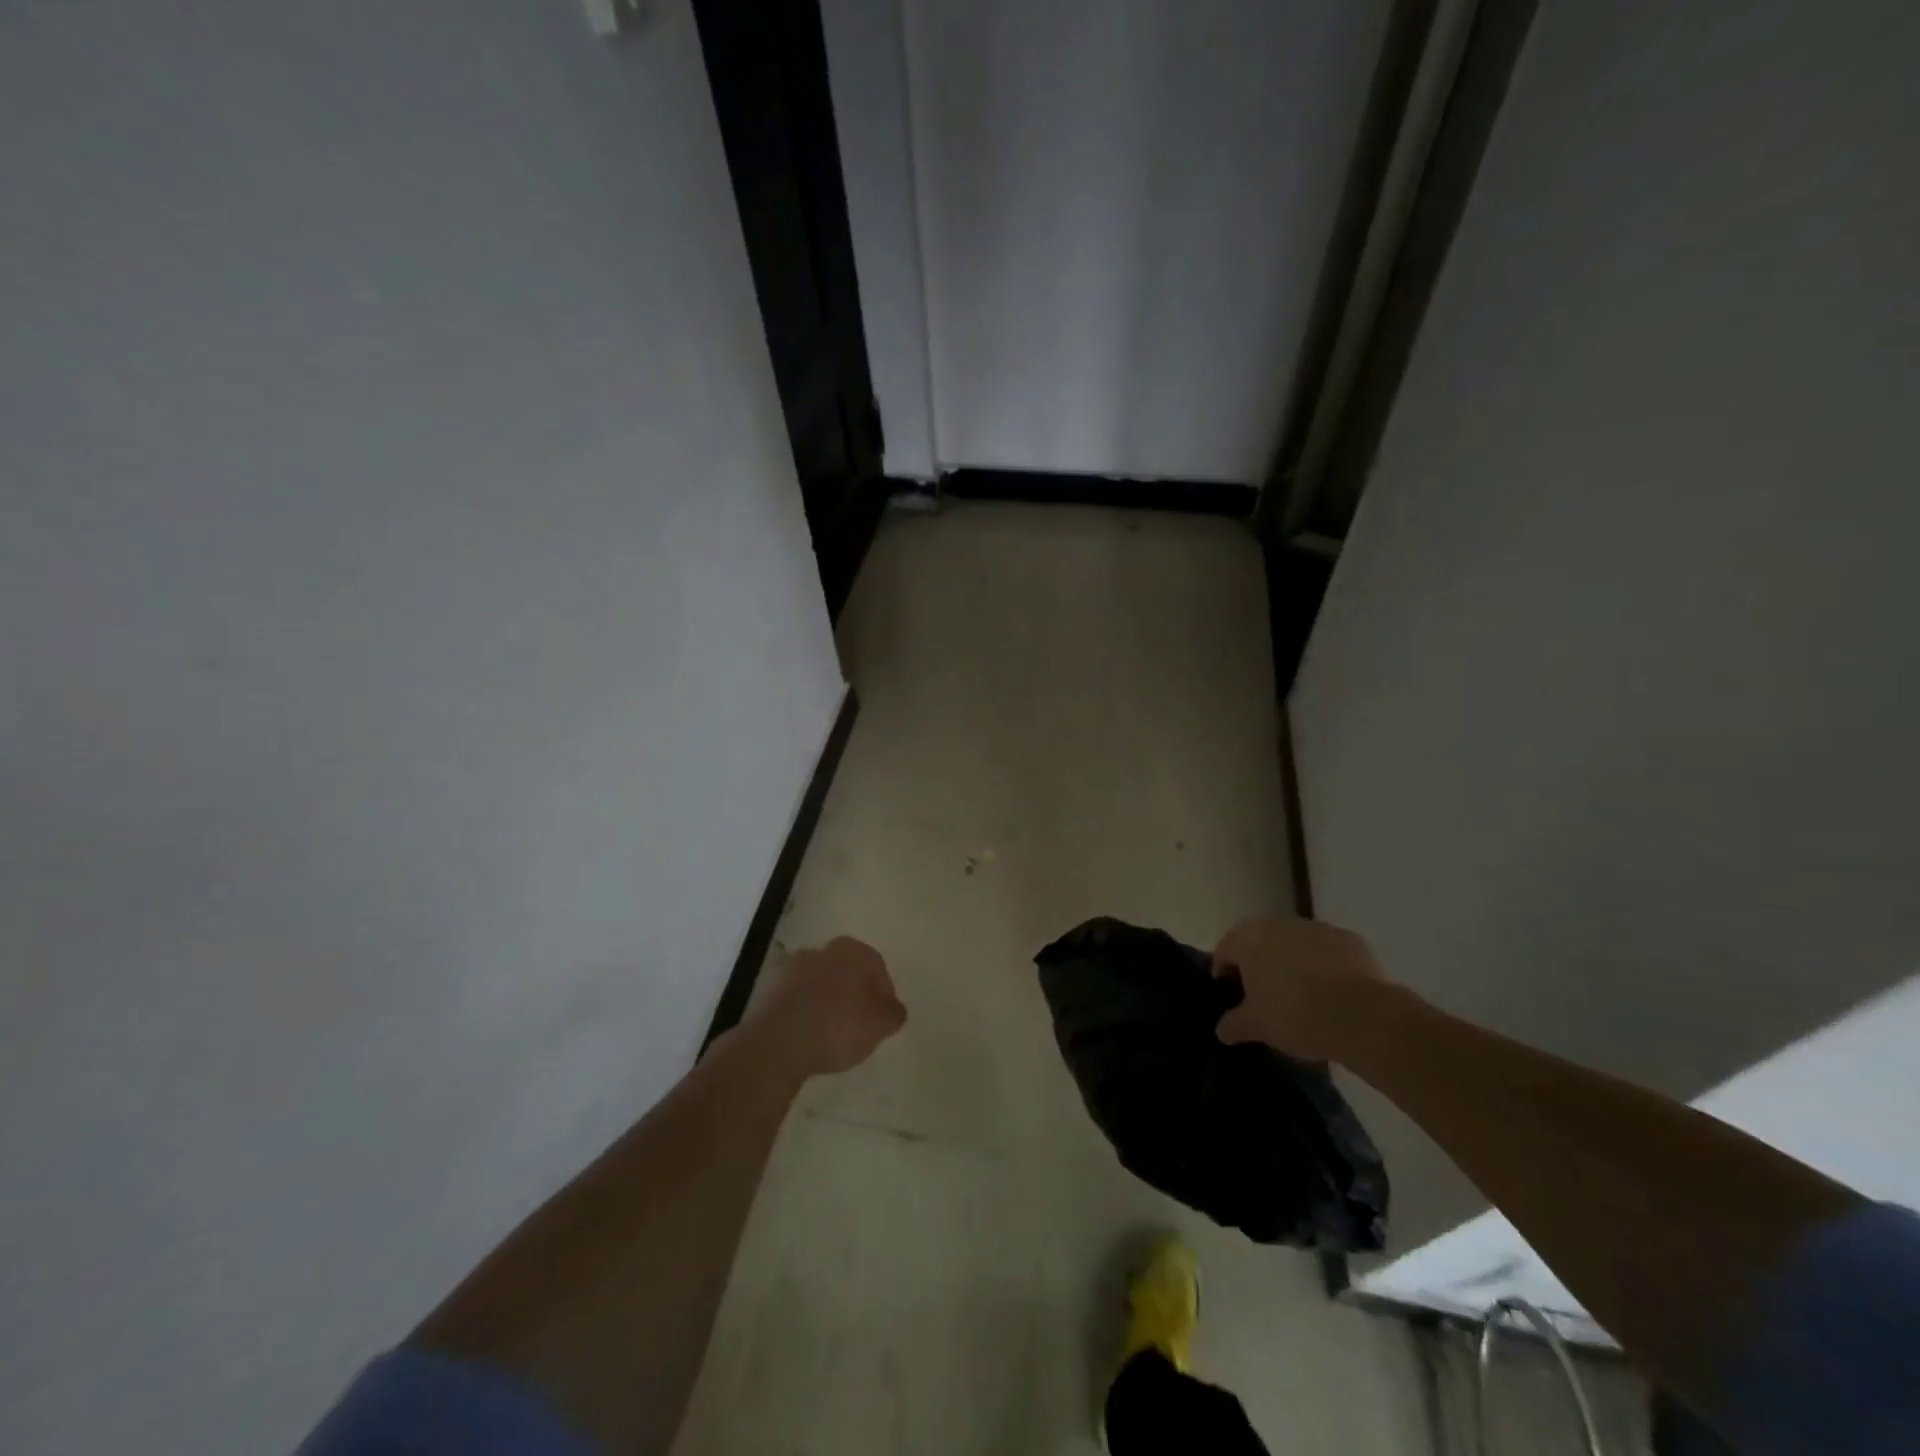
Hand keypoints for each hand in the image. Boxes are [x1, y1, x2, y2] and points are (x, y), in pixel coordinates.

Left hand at [747, 936, 905, 1076]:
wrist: (778, 1041)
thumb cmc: (838, 1025)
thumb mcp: (881, 1024)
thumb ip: (894, 1012)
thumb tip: (893, 1008)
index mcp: (853, 950)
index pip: (878, 968)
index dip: (884, 995)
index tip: (882, 1020)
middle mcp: (823, 950)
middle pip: (847, 972)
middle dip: (854, 994)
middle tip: (859, 1025)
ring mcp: (793, 968)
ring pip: (821, 984)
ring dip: (828, 1002)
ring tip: (832, 1035)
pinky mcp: (771, 990)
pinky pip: (798, 1000)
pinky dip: (806, 1013)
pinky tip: (809, 1037)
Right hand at [1211, 917, 1395, 1061]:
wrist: (1364, 1015)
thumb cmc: (1296, 1016)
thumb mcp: (1257, 1027)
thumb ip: (1234, 1024)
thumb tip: (1222, 1029)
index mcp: (1248, 941)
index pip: (1224, 949)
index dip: (1223, 971)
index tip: (1231, 993)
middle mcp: (1278, 925)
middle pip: (1258, 940)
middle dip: (1257, 962)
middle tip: (1262, 992)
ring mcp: (1315, 928)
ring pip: (1293, 942)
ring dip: (1290, 960)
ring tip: (1300, 992)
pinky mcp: (1349, 939)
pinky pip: (1326, 950)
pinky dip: (1323, 964)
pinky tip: (1332, 991)